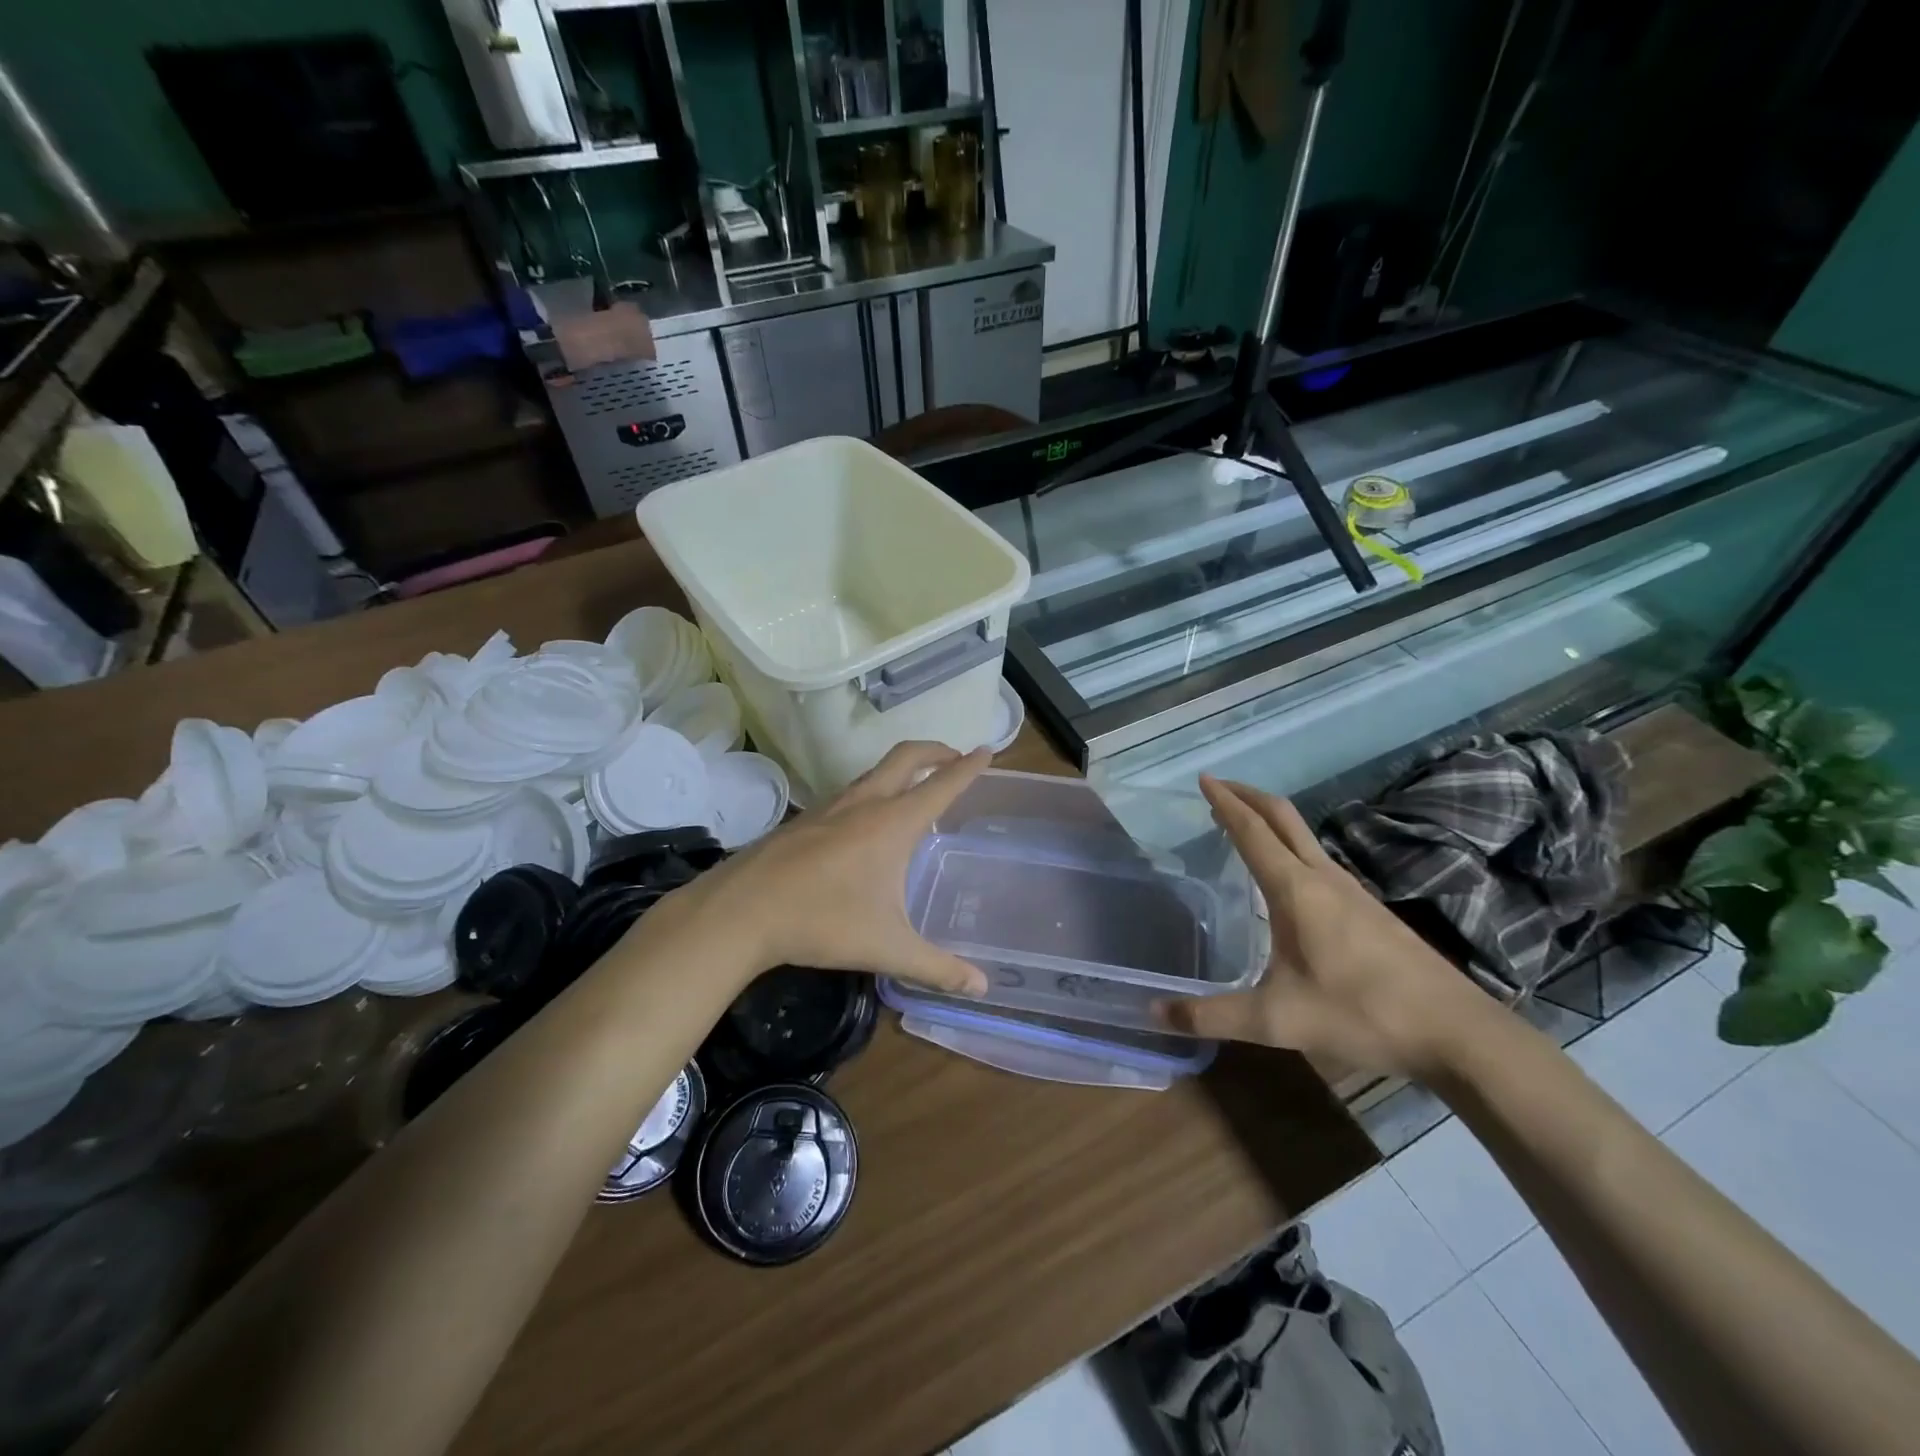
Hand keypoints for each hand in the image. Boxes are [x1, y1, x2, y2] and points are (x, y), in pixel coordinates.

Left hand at [642, 741, 992, 997]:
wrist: (741, 911)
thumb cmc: (822, 922)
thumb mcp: (887, 947)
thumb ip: (938, 966)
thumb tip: (983, 986)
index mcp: (893, 823)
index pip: (942, 785)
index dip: (968, 767)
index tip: (988, 750)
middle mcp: (865, 803)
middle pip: (907, 757)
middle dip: (937, 750)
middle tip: (956, 757)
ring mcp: (830, 807)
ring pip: (875, 772)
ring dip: (902, 769)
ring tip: (916, 791)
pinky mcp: (805, 819)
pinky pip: (851, 792)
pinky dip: (874, 791)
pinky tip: (867, 824)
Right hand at [1155, 777, 1490, 1078]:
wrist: (1458, 1032)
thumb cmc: (1362, 1014)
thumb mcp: (1276, 1021)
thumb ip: (1212, 1016)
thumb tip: (1154, 1014)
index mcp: (1296, 890)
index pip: (1252, 831)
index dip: (1226, 803)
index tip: (1204, 779)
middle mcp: (1323, 878)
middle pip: (1282, 817)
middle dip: (1248, 796)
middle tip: (1219, 788)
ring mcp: (1352, 892)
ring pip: (1304, 837)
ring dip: (1271, 821)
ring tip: (1243, 827)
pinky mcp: (1369, 910)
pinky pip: (1318, 860)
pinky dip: (1290, 847)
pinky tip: (1286, 878)